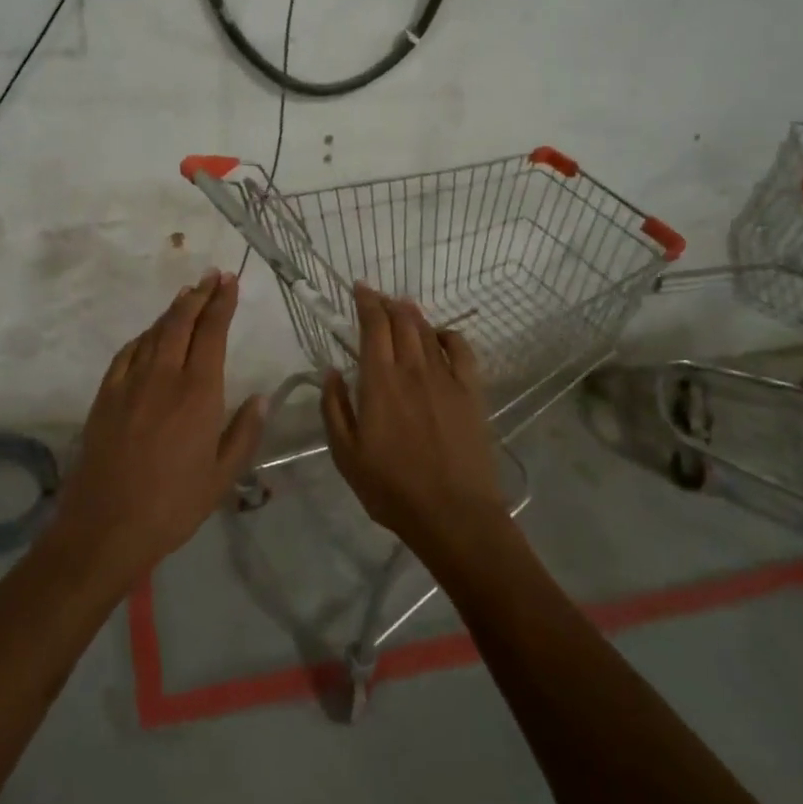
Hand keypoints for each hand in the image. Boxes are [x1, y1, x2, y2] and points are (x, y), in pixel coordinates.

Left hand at [51, 270, 266, 584]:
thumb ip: (244, 433)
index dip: (222, 303)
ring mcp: (130, 383)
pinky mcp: (105, 396)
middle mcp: (164, 377)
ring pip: (153, 333)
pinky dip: (142, 337)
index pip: (212, 333)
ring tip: (186, 296)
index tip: (230, 281)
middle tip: (212, 276)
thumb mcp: (222, 476)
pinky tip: (149, 336)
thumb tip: (261, 398)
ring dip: (172, 311)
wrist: (106, 526)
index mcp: (199, 393)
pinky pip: (126, 354)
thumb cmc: (173, 505)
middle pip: (181, 322)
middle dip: (199, 295)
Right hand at [320, 285, 505, 549]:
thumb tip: (331, 372)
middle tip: (376, 296)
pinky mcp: (471, 392)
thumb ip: (334, 408)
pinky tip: (440, 335)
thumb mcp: (346, 454)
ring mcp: (446, 378)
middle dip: (386, 302)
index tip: (359, 288)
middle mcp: (412, 370)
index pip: (373, 326)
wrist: (453, 514)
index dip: (366, 302)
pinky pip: (462, 350)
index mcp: (379, 382)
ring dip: (413, 314)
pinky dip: (448, 335)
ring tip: (402, 306)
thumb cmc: (392, 488)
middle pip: (401, 321)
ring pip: (427, 331)